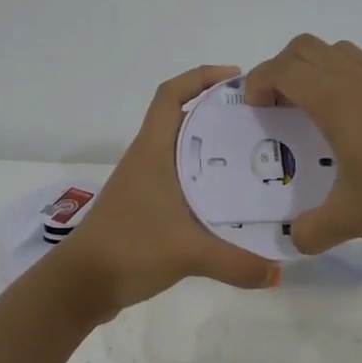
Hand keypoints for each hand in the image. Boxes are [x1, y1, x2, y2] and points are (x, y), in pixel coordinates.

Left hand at [49, 65, 281, 317]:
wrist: (82, 285)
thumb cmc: (130, 248)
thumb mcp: (188, 253)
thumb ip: (237, 262)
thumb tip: (279, 274)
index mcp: (153, 151)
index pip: (171, 95)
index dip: (200, 77)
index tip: (237, 78)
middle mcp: (148, 159)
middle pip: (183, 120)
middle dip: (220, 114)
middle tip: (261, 121)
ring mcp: (144, 184)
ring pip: (183, 152)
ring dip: (213, 149)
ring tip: (255, 157)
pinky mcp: (145, 207)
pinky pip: (180, 180)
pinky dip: (204, 180)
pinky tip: (229, 199)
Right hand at [242, 36, 361, 253]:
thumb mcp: (348, 221)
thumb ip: (310, 231)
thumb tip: (294, 240)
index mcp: (338, 103)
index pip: (286, 69)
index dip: (260, 80)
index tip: (254, 109)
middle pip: (310, 48)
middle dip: (282, 68)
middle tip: (277, 105)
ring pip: (345, 50)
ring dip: (319, 67)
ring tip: (315, 105)